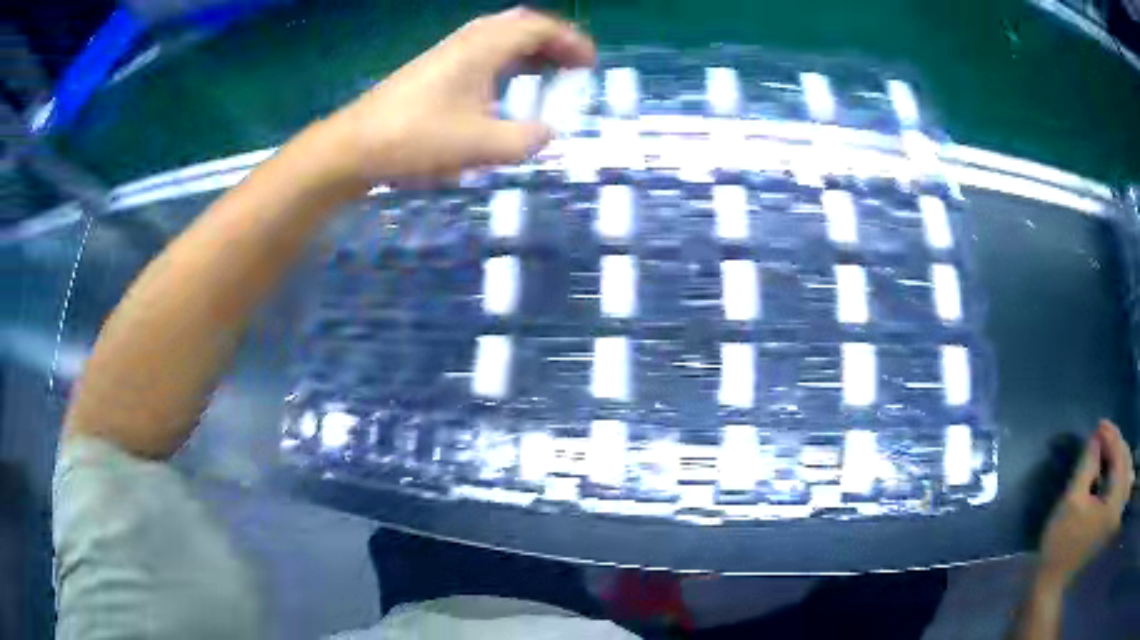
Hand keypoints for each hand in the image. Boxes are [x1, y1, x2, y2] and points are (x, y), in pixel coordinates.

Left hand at [326, 7, 594, 183]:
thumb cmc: (415, 139)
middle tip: (572, 66)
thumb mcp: (480, 145)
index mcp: (482, 49)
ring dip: (528, 50)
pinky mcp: (433, 69)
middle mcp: (467, 42)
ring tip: (547, 74)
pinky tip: (505, 87)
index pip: (538, 28)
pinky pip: (481, 52)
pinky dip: (506, 61)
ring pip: (499, 37)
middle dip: (552, 42)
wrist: (354, 146)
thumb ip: (524, 140)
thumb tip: (547, 134)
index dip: (570, 42)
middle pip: (519, 25)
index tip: (590, 65)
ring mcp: (446, 53)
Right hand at [1037, 419, 1134, 589]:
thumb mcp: (1071, 503)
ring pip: (1126, 476)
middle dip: (1117, 446)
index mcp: (1115, 501)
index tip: (1099, 425)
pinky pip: (1123, 492)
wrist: (1052, 594)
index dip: (1110, 437)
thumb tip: (1097, 437)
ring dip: (1120, 460)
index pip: (1119, 456)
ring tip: (1110, 452)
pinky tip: (1114, 475)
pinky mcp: (1112, 528)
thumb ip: (1087, 466)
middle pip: (1126, 463)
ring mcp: (1116, 519)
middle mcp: (1120, 507)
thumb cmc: (1060, 550)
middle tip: (1103, 435)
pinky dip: (1121, 477)